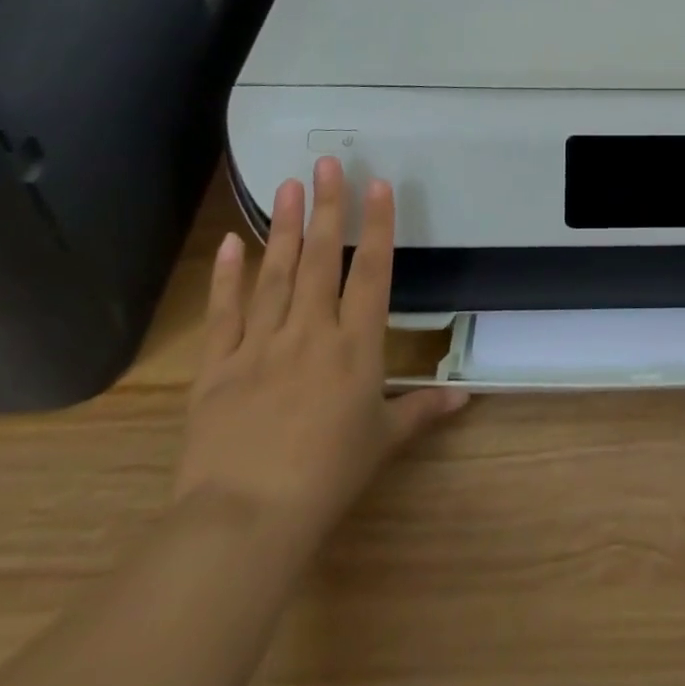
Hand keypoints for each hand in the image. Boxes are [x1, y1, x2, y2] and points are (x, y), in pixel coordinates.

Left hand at [174, 157, 467, 559]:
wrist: (244, 521)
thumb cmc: (326, 479)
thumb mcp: (383, 442)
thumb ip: (423, 411)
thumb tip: (466, 398)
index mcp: (355, 346)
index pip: (372, 272)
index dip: (378, 225)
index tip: (378, 184)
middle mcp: (310, 332)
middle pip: (323, 258)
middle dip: (329, 207)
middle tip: (327, 163)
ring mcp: (260, 345)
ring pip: (276, 274)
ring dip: (285, 227)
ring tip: (288, 185)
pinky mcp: (217, 368)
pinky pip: (224, 313)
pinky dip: (226, 276)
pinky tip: (232, 241)